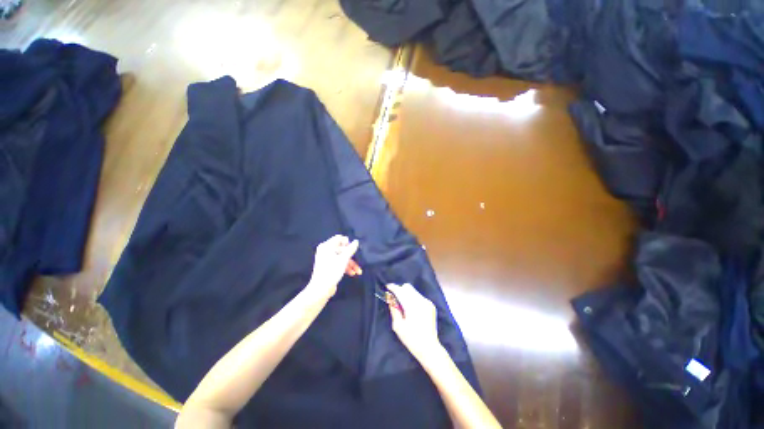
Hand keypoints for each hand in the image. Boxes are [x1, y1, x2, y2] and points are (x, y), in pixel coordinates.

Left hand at [306, 235, 360, 300]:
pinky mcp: (329, 267)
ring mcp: (327, 259)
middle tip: (359, 262)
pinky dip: (345, 267)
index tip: (353, 249)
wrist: (321, 289)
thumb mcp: (343, 259)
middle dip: (351, 257)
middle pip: (342, 249)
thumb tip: (356, 241)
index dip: (347, 242)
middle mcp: (326, 251)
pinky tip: (352, 273)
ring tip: (358, 271)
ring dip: (350, 264)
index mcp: (327, 246)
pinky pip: (339, 263)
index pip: (339, 238)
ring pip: (342, 257)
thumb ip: (351, 249)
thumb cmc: (331, 271)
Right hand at [386, 283, 443, 362]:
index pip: (401, 291)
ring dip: (406, 293)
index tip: (387, 287)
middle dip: (400, 290)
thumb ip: (394, 310)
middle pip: (408, 287)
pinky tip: (411, 308)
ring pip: (413, 291)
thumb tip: (390, 299)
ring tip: (403, 304)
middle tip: (395, 298)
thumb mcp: (398, 326)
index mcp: (412, 306)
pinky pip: (419, 296)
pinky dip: (412, 298)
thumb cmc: (411, 339)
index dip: (393, 287)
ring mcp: (427, 302)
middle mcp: (421, 301)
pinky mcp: (430, 305)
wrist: (429, 348)